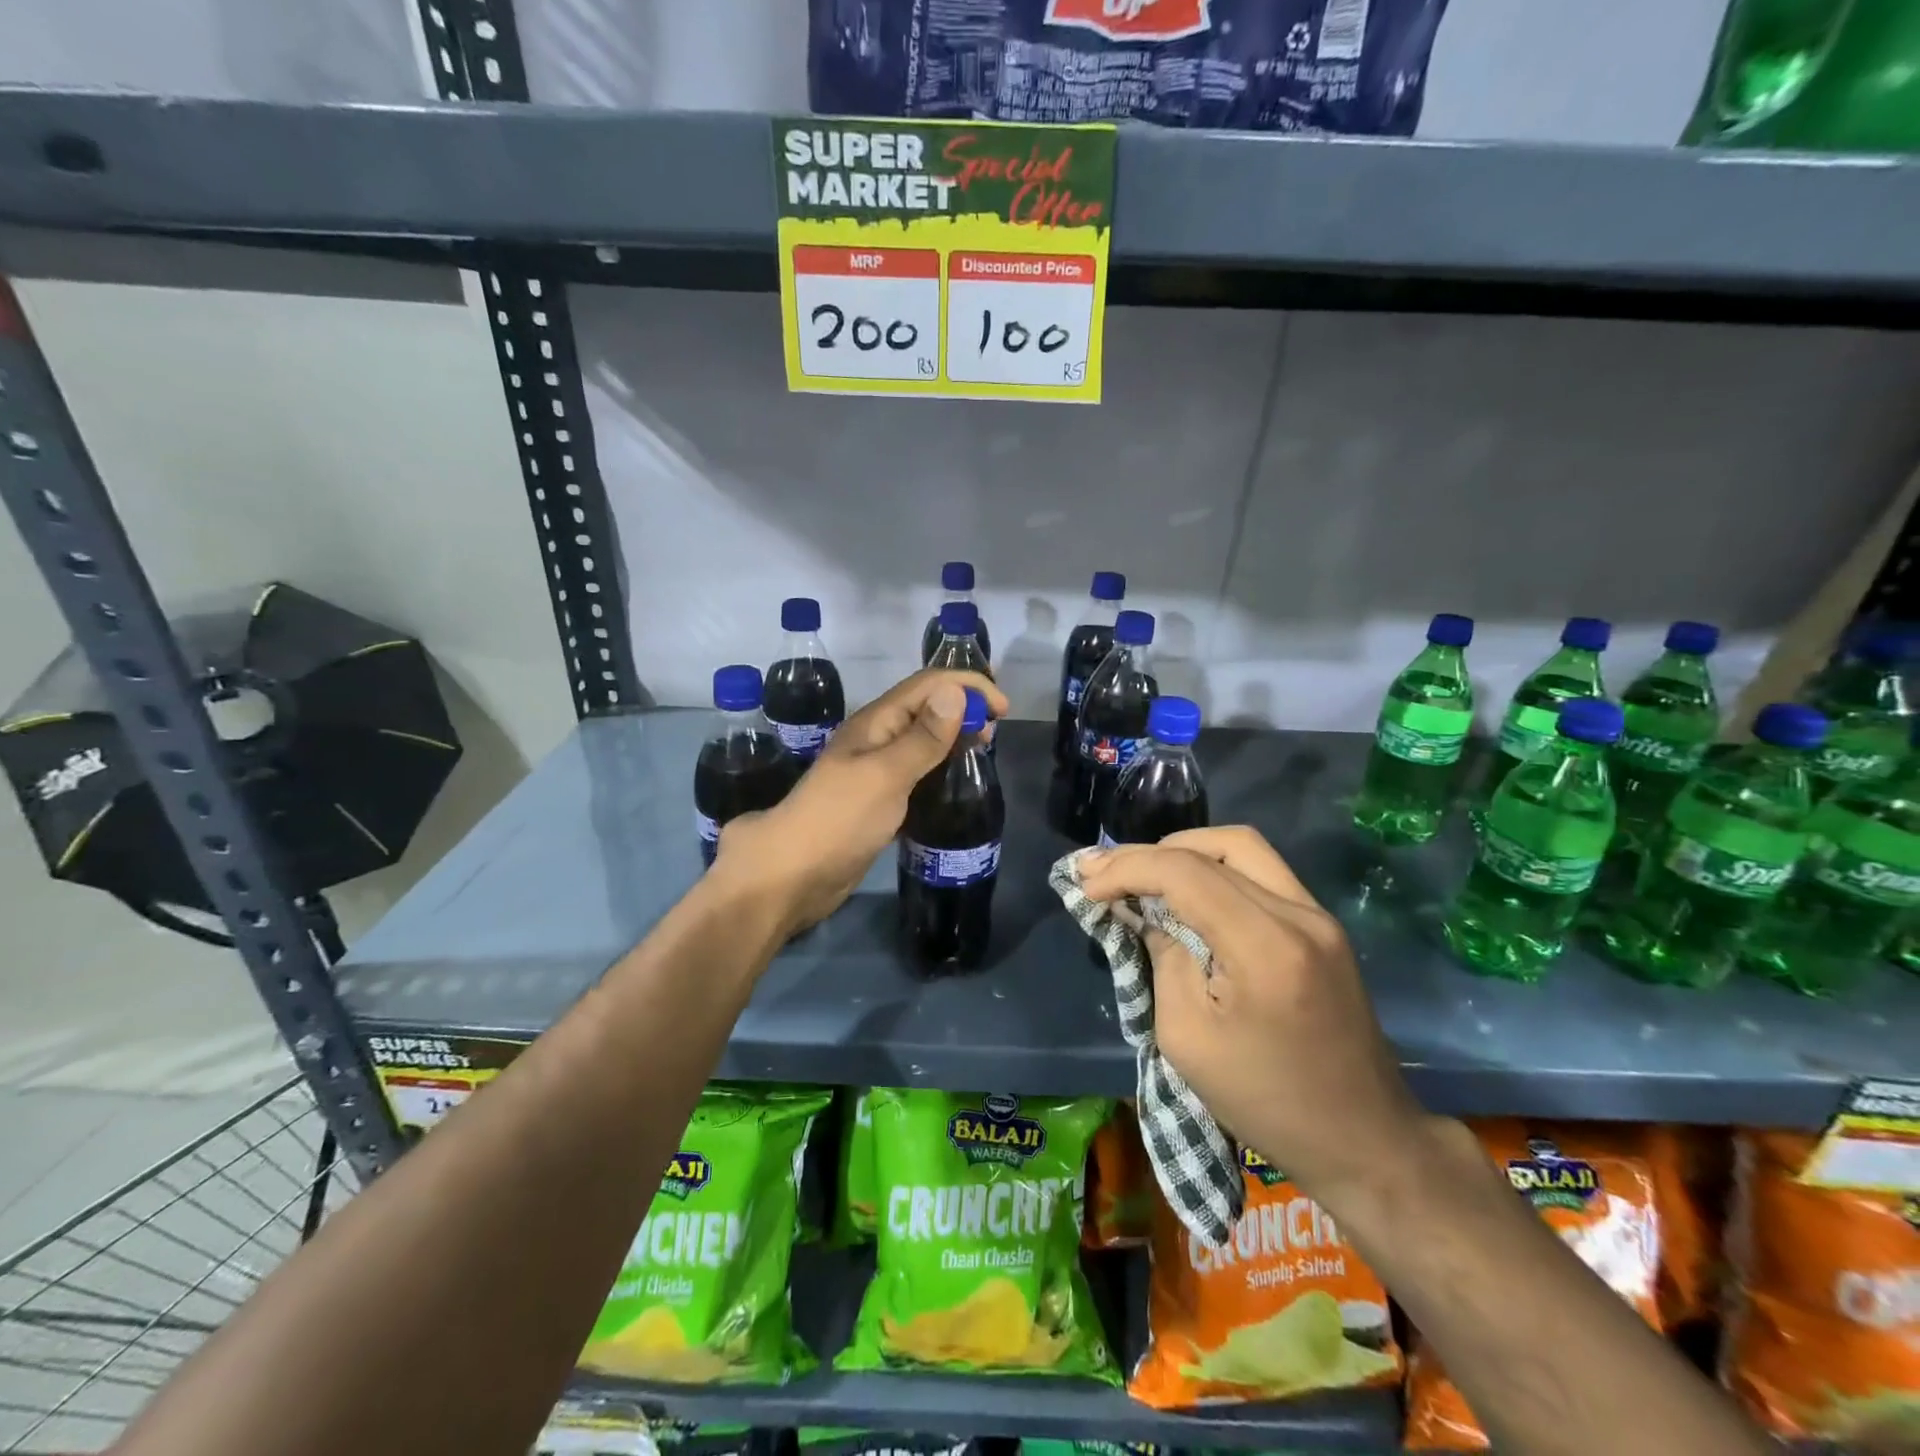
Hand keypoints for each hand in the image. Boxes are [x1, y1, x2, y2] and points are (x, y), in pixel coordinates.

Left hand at [714, 669, 1007, 933]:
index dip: (966, 686)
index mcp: (875, 723)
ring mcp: (875, 771)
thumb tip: (956, 691)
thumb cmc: (838, 819)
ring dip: (953, 737)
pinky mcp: (878, 801)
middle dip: (963, 709)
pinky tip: (955, 785)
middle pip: (925, 709)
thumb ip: (922, 737)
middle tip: (994, 734)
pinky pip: (916, 773)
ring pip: (922, 741)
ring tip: (982, 752)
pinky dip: (940, 769)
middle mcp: (876, 739)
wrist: (791, 875)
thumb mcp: (885, 775)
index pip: (927, 685)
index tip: (1003, 708)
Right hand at [1078, 826, 1429, 1204]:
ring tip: (1141, 873)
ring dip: (1184, 851)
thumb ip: (1162, 959)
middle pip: (1213, 847)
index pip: (1185, 873)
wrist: (1363, 1139)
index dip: (1127, 869)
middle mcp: (1299, 915)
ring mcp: (1319, 915)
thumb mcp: (1187, 1038)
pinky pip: (1260, 872)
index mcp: (1265, 948)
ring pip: (1241, 848)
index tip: (1086, 886)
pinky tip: (1184, 890)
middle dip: (1147, 853)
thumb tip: (1143, 912)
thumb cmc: (1265, 1103)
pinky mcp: (1323, 925)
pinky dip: (1214, 869)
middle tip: (1103, 869)